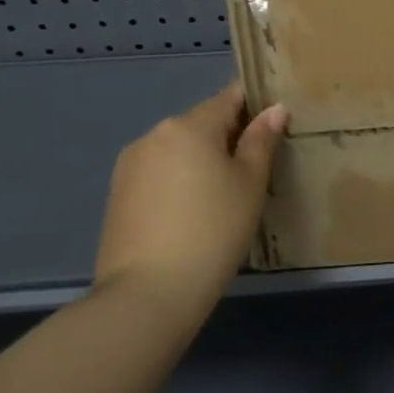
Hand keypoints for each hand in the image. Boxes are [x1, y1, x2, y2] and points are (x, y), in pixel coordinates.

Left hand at [94, 81, 287, 331]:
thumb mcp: (250, 183)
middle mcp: (154, 134)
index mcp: (189, 125)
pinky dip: (180, 181)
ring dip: (203, 160)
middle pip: (203, 123)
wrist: (147, 295)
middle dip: (229, 137)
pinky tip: (194, 212)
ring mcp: (130, 165)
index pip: (230, 97)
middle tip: (257, 168)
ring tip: (225, 195)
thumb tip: (275, 109)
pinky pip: (160, 173)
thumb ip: (262, 140)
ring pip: (180, 149)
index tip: (275, 126)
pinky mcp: (118, 195)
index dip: (256, 105)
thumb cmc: (212, 231)